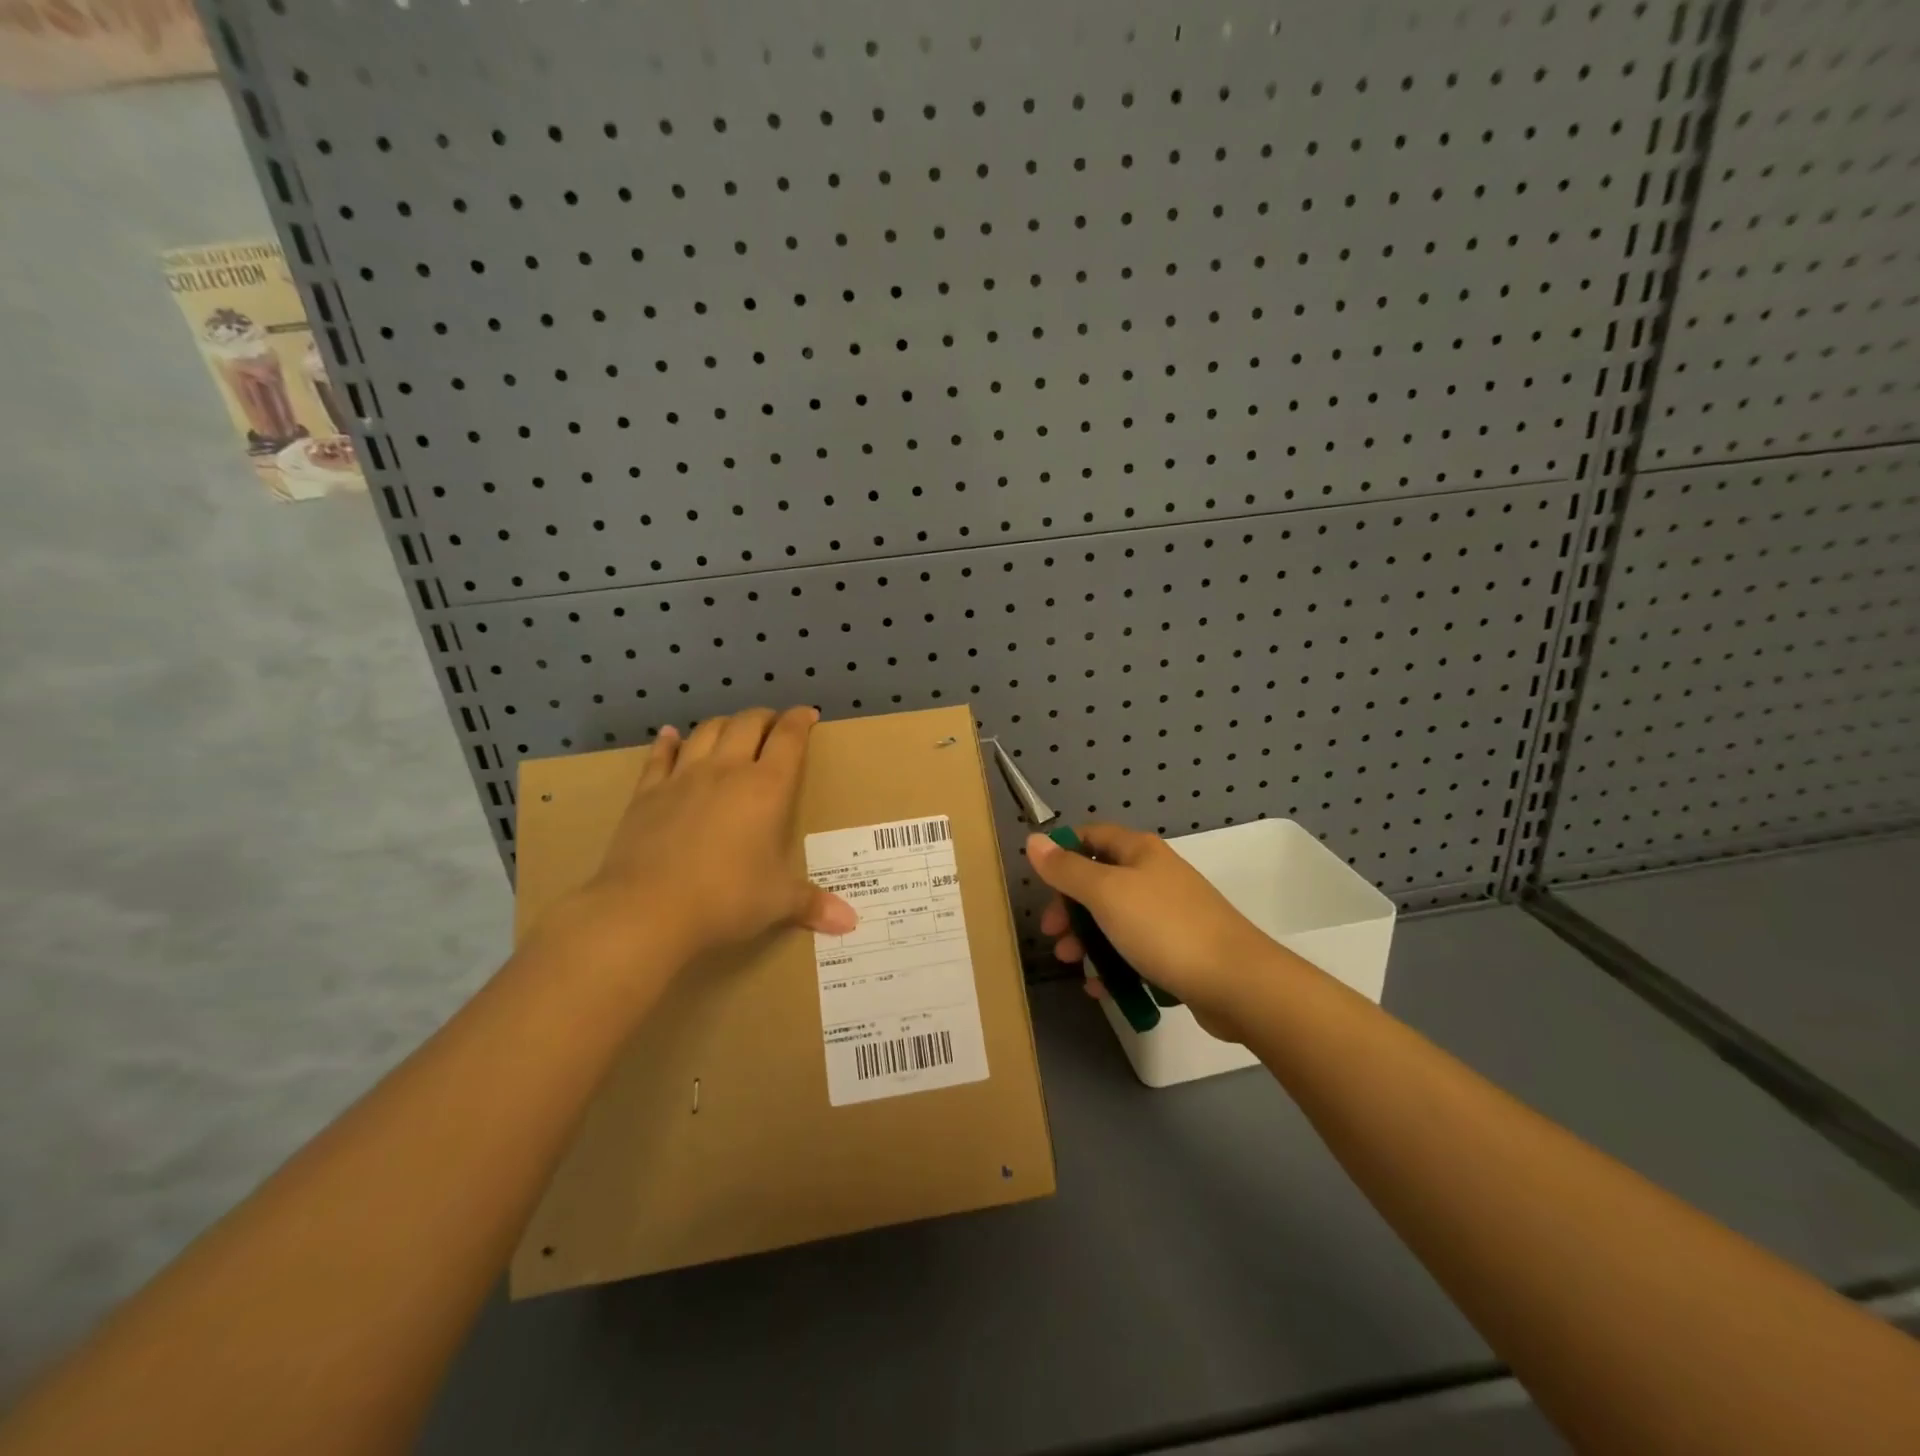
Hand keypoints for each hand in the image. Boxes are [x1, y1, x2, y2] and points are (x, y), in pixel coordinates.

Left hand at [564, 706, 856, 966]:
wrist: (646, 909)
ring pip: (706, 732)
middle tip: (773, 724)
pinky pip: (659, 757)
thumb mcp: (777, 902)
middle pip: (747, 724)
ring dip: (723, 724)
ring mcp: (683, 778)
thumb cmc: (726, 899)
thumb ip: (813, 904)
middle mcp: (727, 771)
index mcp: (766, 788)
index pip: (788, 738)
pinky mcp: (647, 793)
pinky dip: (668, 743)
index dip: (799, 721)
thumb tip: (850, 922)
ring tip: (732, 728)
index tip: (807, 714)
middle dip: (764, 718)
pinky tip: (670, 736)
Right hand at [1026, 825, 1282, 1038]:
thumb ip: (1067, 869)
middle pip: (1100, 880)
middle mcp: (1154, 875)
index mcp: (1139, 852)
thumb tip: (1034, 840)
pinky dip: (1113, 963)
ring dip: (1087, 938)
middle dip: (1070, 906)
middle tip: (1052, 933)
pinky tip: (1100, 987)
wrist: (1236, 982)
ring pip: (1115, 918)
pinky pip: (1135, 949)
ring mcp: (1169, 913)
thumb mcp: (1106, 894)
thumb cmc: (1164, 928)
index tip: (1042, 884)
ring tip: (1071, 963)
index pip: (1091, 836)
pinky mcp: (1179, 949)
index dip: (1063, 854)